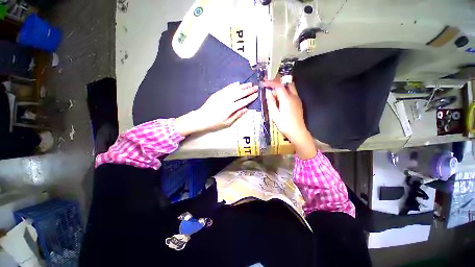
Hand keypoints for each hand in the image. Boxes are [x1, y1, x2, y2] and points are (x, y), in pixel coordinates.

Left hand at [175, 82, 257, 135]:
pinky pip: (226, 88)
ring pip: (234, 89)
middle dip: (249, 90)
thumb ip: (237, 115)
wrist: (201, 118)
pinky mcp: (217, 93)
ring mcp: (221, 95)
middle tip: (256, 87)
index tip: (256, 95)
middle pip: (240, 93)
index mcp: (230, 108)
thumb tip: (246, 109)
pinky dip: (233, 85)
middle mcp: (227, 100)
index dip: (250, 98)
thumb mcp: (227, 123)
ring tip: (249, 84)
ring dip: (242, 86)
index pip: (243, 102)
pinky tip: (238, 83)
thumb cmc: (215, 123)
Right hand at [263, 79, 316, 158]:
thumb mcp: (274, 114)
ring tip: (273, 91)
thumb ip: (271, 102)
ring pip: (290, 87)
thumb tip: (268, 92)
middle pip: (286, 82)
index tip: (263, 82)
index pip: (278, 85)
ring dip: (281, 86)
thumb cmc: (284, 125)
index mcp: (286, 98)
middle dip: (277, 81)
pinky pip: (292, 92)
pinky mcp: (298, 103)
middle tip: (269, 84)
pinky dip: (285, 91)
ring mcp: (297, 99)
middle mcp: (293, 96)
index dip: (270, 82)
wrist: (298, 132)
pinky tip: (280, 98)